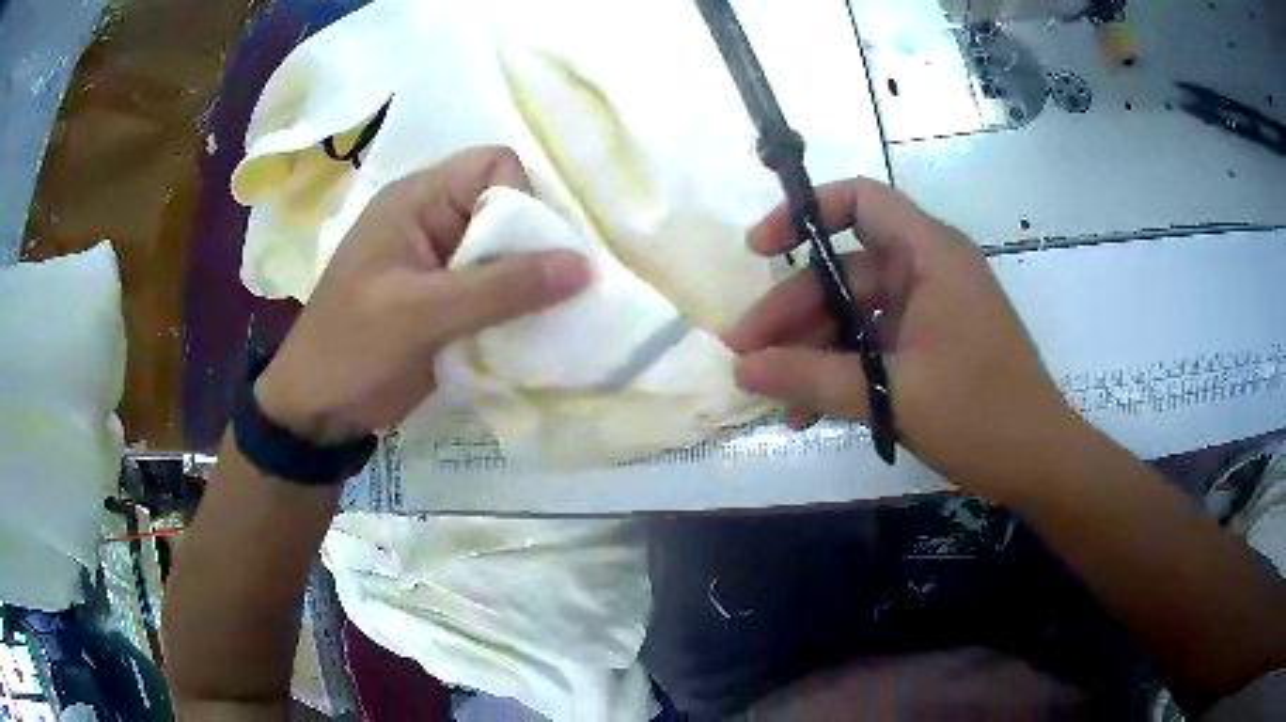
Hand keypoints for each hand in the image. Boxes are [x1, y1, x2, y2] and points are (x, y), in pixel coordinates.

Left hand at [254, 147, 590, 442]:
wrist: (318, 409)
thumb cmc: (353, 349)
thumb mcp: (423, 314)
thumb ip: (502, 287)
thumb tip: (584, 266)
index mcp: (418, 199)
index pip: (495, 166)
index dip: (521, 199)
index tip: (528, 254)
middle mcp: (434, 218)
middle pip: (506, 207)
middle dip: (534, 246)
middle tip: (550, 293)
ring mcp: (440, 260)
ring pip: (505, 250)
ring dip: (529, 281)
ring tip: (546, 317)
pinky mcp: (447, 297)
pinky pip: (495, 287)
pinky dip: (515, 306)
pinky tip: (528, 331)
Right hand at [728, 178, 1081, 500]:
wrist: (1038, 462)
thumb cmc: (980, 415)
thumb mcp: (892, 395)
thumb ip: (812, 378)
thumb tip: (741, 368)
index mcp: (930, 256)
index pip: (860, 200)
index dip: (804, 215)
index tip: (760, 253)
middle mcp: (928, 272)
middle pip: (844, 271)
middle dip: (792, 312)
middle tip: (745, 356)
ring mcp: (929, 312)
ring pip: (854, 316)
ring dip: (811, 351)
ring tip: (771, 395)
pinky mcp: (930, 348)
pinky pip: (873, 347)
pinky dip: (840, 372)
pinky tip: (806, 412)